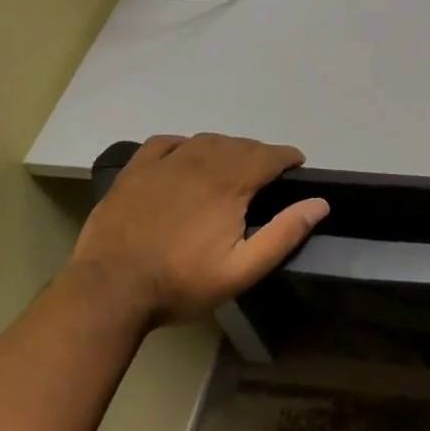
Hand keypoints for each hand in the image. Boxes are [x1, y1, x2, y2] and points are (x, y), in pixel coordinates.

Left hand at [69, 134, 328, 324]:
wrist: (109, 291)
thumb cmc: (181, 283)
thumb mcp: (242, 270)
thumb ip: (284, 234)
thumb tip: (320, 203)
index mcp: (230, 184)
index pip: (270, 155)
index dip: (288, 157)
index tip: (297, 164)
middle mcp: (201, 162)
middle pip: (240, 145)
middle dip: (260, 154)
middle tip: (268, 172)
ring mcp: (164, 164)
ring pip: (206, 140)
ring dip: (227, 147)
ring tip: (233, 164)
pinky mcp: (135, 171)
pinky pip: (166, 142)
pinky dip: (185, 144)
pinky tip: (187, 156)